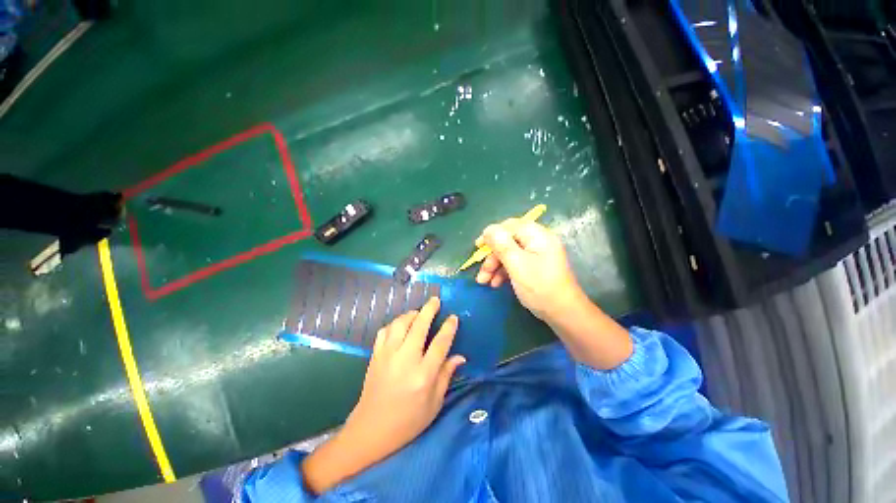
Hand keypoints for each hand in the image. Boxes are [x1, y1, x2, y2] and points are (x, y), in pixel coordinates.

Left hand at [301, 297, 464, 493]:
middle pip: (419, 326)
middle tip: (435, 300)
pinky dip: (394, 324)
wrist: (371, 430)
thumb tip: (460, 356)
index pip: (440, 343)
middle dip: (429, 309)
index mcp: (423, 375)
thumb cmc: (408, 421)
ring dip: (411, 314)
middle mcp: (405, 360)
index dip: (449, 327)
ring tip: (418, 313)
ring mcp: (387, 355)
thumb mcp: (434, 404)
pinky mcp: (375, 355)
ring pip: (400, 323)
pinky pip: (385, 330)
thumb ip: (446, 375)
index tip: (453, 317)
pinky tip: (400, 326)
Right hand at [475, 219, 632, 369]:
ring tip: (484, 281)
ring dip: (495, 266)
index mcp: (537, 235)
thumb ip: (501, 245)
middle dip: (492, 256)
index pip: (510, 226)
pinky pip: (514, 263)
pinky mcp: (534, 267)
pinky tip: (495, 283)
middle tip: (482, 272)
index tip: (478, 246)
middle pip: (507, 241)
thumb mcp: (517, 264)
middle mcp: (537, 241)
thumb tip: (488, 229)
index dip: (492, 234)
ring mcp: (536, 255)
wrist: (563, 313)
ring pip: (508, 254)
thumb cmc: (540, 286)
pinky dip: (503, 272)